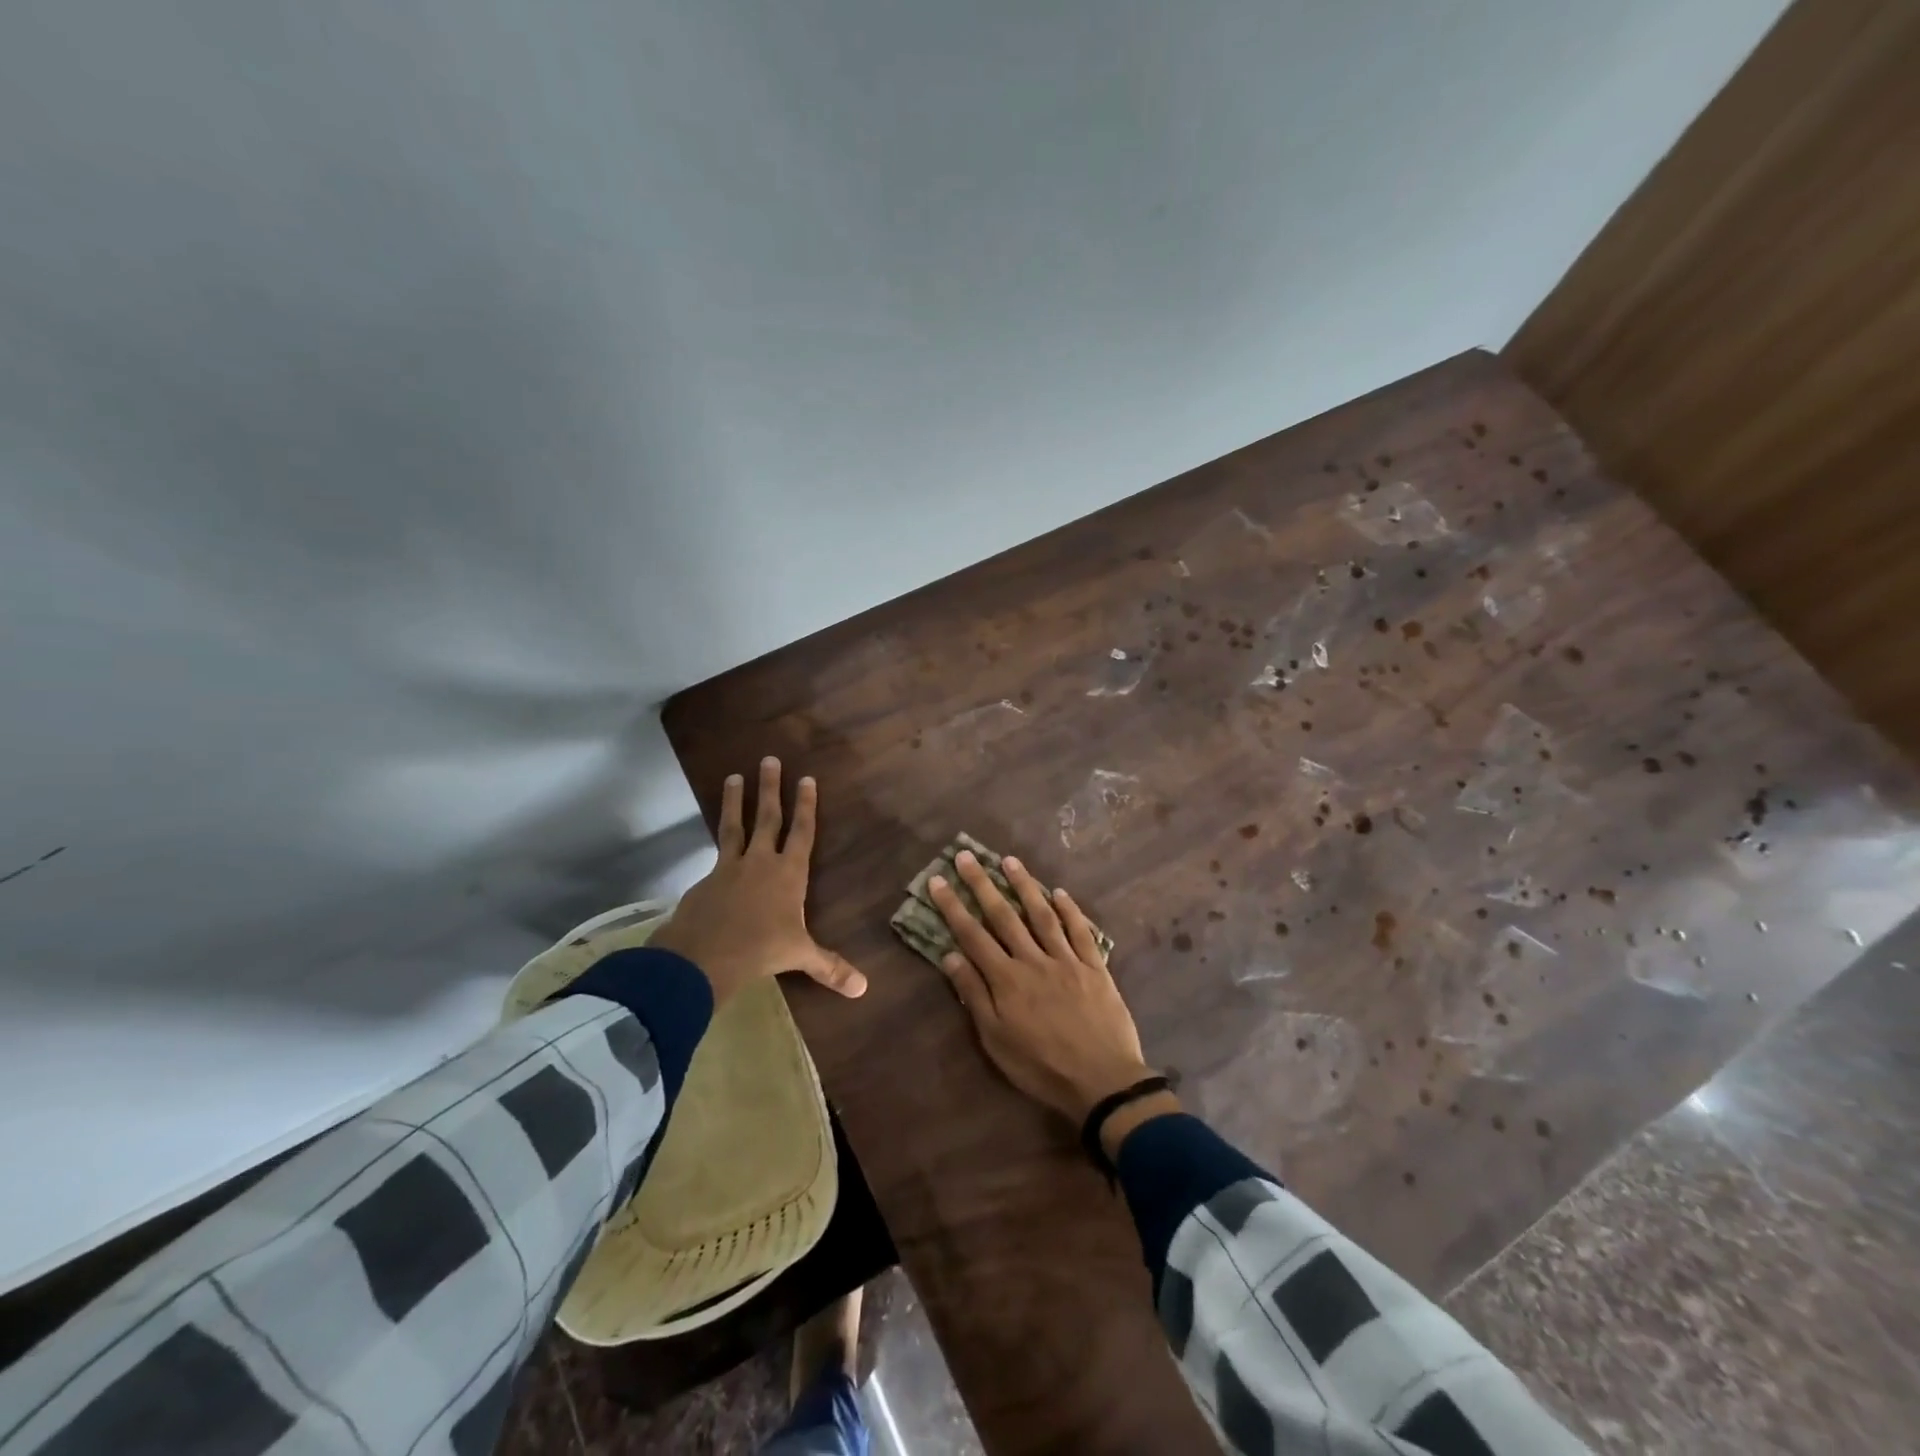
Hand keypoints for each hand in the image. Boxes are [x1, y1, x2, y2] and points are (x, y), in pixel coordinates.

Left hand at [648, 758, 867, 1005]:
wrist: (705, 956)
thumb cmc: (762, 950)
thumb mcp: (799, 956)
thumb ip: (829, 967)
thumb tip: (863, 989)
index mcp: (789, 873)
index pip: (802, 831)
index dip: (806, 805)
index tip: (806, 779)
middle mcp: (761, 862)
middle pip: (768, 817)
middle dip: (771, 788)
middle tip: (770, 760)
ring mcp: (730, 867)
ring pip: (735, 825)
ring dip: (734, 800)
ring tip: (732, 776)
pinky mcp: (706, 879)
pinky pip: (715, 853)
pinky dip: (716, 843)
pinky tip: (714, 842)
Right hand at [928, 851, 1161, 1127]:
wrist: (1102, 1081)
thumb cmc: (1041, 1067)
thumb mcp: (996, 1041)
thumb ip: (975, 996)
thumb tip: (951, 957)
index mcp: (1006, 980)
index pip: (972, 935)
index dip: (953, 907)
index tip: (938, 880)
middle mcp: (1033, 960)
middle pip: (1003, 916)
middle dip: (982, 884)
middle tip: (966, 856)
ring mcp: (1066, 960)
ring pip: (1041, 915)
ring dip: (1024, 885)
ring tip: (1010, 861)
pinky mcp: (1094, 966)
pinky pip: (1080, 931)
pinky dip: (1070, 910)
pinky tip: (1059, 892)